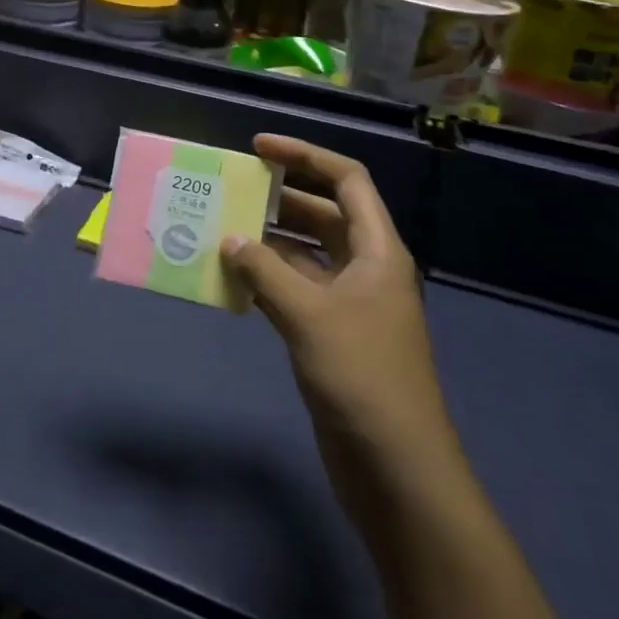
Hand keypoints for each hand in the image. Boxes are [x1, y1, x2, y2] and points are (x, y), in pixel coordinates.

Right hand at [223, 135, 456, 468]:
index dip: (305, 156)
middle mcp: (366, 269)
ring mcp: (350, 304)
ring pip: (306, 253)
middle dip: (281, 196)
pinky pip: (295, 289)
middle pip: (324, 213)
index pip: (346, 180)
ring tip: (220, 226)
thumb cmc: (362, 378)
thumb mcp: (309, 316)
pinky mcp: (332, 335)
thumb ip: (265, 271)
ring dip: (268, 240)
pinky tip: (233, 276)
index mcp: (378, 252)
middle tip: (231, 186)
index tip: (258, 148)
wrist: (397, 470)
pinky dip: (267, 278)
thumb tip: (230, 239)